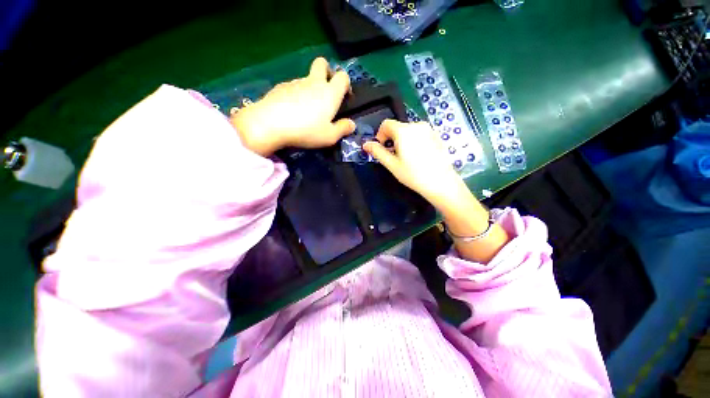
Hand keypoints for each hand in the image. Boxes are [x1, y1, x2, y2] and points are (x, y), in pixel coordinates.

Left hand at [230, 57, 355, 156]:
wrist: (271, 124)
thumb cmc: (306, 131)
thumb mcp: (330, 136)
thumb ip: (343, 129)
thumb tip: (351, 124)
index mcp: (329, 93)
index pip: (343, 76)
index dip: (346, 83)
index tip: (344, 96)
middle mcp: (314, 82)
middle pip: (322, 63)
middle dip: (326, 71)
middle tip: (325, 91)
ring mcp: (295, 82)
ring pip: (306, 78)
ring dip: (310, 88)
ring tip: (305, 111)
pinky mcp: (280, 87)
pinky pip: (293, 87)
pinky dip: (295, 96)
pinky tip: (291, 111)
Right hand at [365, 120, 509, 261]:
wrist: (441, 183)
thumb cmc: (413, 175)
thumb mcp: (392, 164)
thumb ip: (377, 152)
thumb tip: (365, 144)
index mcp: (404, 131)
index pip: (386, 124)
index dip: (380, 135)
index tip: (382, 148)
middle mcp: (417, 125)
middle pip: (397, 127)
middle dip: (391, 139)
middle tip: (394, 156)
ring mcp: (429, 129)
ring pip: (408, 131)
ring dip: (402, 140)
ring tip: (406, 158)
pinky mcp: (436, 135)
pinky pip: (419, 134)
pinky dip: (413, 141)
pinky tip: (418, 157)